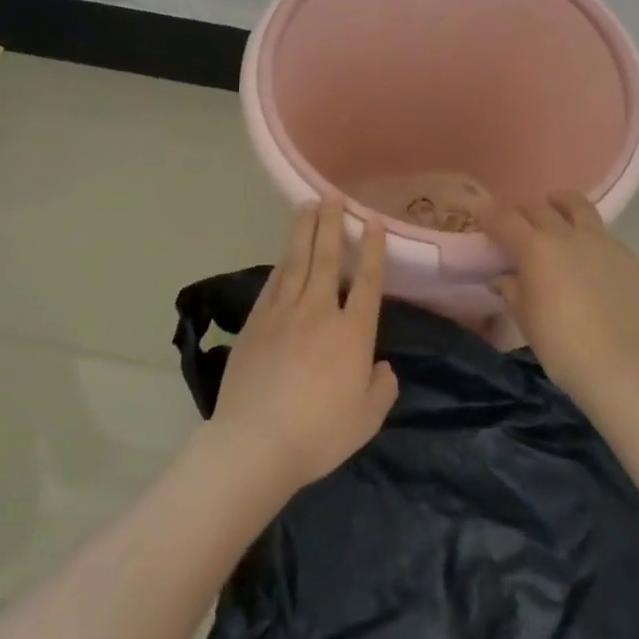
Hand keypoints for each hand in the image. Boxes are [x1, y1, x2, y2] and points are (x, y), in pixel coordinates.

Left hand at [206, 199, 399, 495]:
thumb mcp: (366, 420)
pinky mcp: (256, 323)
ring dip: (305, 230)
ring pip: (298, 260)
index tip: (372, 220)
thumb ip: (381, 389)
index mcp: (352, 332)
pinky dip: (282, 261)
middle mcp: (320, 311)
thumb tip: (383, 366)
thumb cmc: (318, 434)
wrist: (255, 443)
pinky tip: (285, 251)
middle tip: (333, 195)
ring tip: (308, 204)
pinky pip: (273, 282)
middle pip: (328, 257)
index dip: (372, 248)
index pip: (368, 281)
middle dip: (332, 223)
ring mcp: (284, 313)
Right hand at [482, 191, 638, 410]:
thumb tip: (504, 277)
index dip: (490, 214)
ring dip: (560, 205)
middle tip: (518, 226)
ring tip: (556, 214)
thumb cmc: (560, 345)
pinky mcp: (627, 255)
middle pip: (539, 207)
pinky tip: (589, 260)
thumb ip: (511, 289)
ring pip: (577, 205)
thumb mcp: (524, 317)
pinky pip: (603, 235)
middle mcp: (568, 234)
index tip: (482, 215)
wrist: (618, 366)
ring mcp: (602, 241)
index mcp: (536, 247)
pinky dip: (588, 238)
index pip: (505, 218)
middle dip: (523, 212)